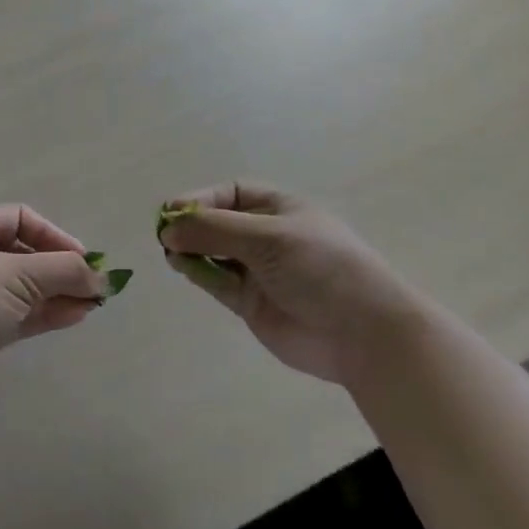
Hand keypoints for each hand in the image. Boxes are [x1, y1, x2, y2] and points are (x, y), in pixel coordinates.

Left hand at [0, 205, 109, 404]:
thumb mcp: (19, 273)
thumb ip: (64, 271)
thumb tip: (101, 277)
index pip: (19, 218)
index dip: (52, 234)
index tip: (81, 257)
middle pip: (25, 254)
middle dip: (60, 267)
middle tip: (95, 285)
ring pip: (25, 288)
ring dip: (58, 293)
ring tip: (94, 303)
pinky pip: (21, 314)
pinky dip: (47, 313)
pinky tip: (76, 317)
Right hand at [157, 182, 433, 385]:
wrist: (364, 334)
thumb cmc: (322, 268)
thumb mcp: (268, 236)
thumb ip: (214, 230)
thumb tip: (168, 229)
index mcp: (282, 210)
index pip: (232, 194)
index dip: (202, 199)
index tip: (173, 210)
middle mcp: (268, 237)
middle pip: (218, 223)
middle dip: (192, 225)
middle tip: (164, 234)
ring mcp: (259, 272)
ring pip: (213, 253)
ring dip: (190, 249)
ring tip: (171, 252)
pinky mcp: (251, 303)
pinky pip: (216, 282)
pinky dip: (197, 273)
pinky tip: (182, 267)